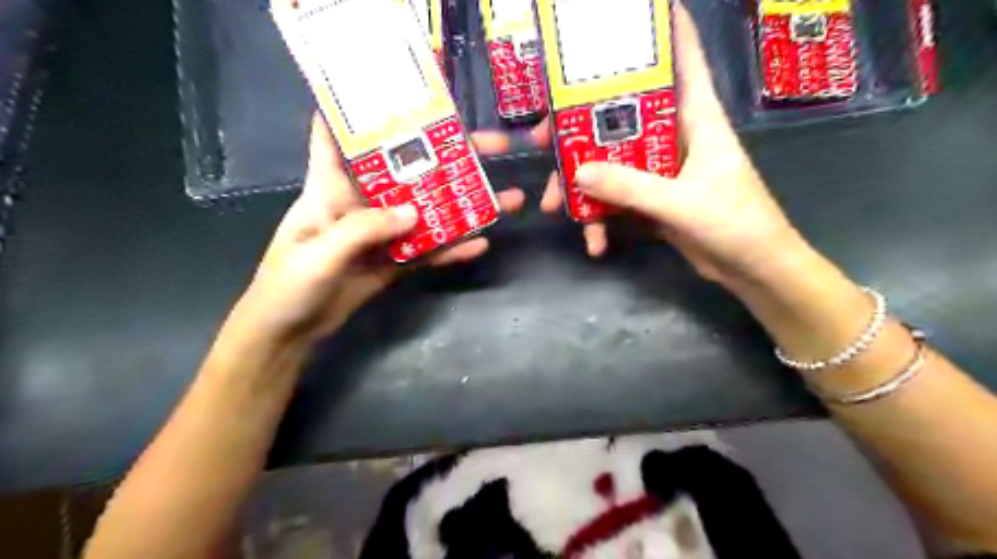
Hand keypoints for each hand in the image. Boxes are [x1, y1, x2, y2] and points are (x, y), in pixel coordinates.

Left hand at [224, 115, 524, 347]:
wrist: (289, 335)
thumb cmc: (287, 287)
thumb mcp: (319, 254)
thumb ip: (363, 230)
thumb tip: (414, 213)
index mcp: (330, 188)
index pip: (340, 135)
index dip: (362, 109)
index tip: (402, 90)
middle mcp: (361, 203)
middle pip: (407, 172)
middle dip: (445, 157)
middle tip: (491, 146)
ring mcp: (382, 234)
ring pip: (427, 213)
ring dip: (463, 206)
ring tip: (505, 197)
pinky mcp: (394, 262)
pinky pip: (428, 251)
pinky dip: (452, 249)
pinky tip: (481, 244)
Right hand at [542, 6, 799, 286]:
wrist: (752, 269)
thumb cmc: (736, 224)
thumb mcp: (682, 203)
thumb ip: (631, 188)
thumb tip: (577, 173)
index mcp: (697, 119)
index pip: (684, 60)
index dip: (665, 31)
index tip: (634, 11)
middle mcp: (675, 137)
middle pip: (622, 116)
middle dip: (580, 128)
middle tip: (543, 139)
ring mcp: (661, 170)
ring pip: (611, 162)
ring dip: (581, 185)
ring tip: (556, 207)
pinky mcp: (653, 198)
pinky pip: (617, 197)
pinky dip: (601, 218)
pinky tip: (594, 241)